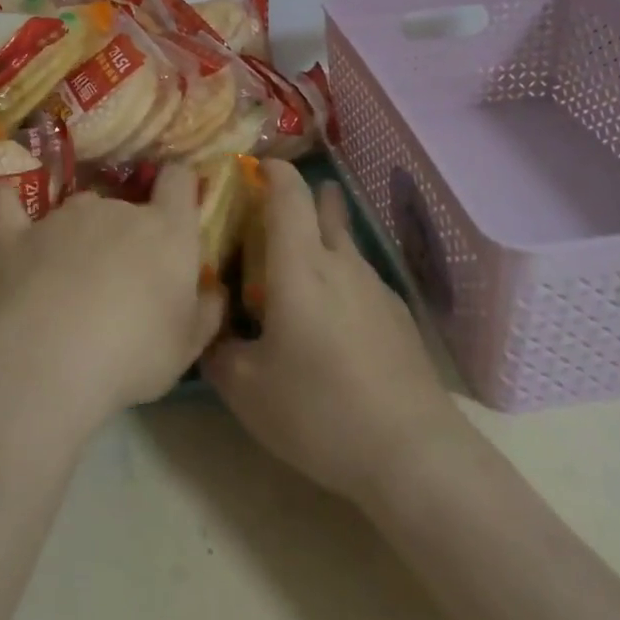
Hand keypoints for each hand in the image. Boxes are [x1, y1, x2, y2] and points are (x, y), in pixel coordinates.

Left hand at [0, 165, 224, 429]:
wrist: (54, 359)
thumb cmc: (134, 353)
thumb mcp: (186, 347)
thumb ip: (205, 313)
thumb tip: (215, 292)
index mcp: (166, 230)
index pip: (178, 181)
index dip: (178, 187)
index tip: (176, 203)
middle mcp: (118, 210)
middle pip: (127, 205)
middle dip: (127, 234)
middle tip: (121, 281)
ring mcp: (65, 218)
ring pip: (80, 211)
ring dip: (82, 233)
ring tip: (72, 278)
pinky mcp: (21, 237)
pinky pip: (11, 208)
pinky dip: (9, 204)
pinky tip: (4, 198)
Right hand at [204, 162, 459, 505]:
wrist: (412, 453)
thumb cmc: (318, 410)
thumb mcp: (246, 389)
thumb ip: (217, 348)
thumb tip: (208, 326)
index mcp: (300, 265)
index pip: (288, 193)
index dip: (272, 171)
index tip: (254, 166)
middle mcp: (340, 262)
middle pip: (324, 207)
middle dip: (302, 196)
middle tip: (274, 208)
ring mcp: (375, 287)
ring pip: (344, 243)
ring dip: (322, 238)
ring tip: (298, 268)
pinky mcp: (398, 316)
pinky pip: (361, 278)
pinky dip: (340, 277)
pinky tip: (332, 318)